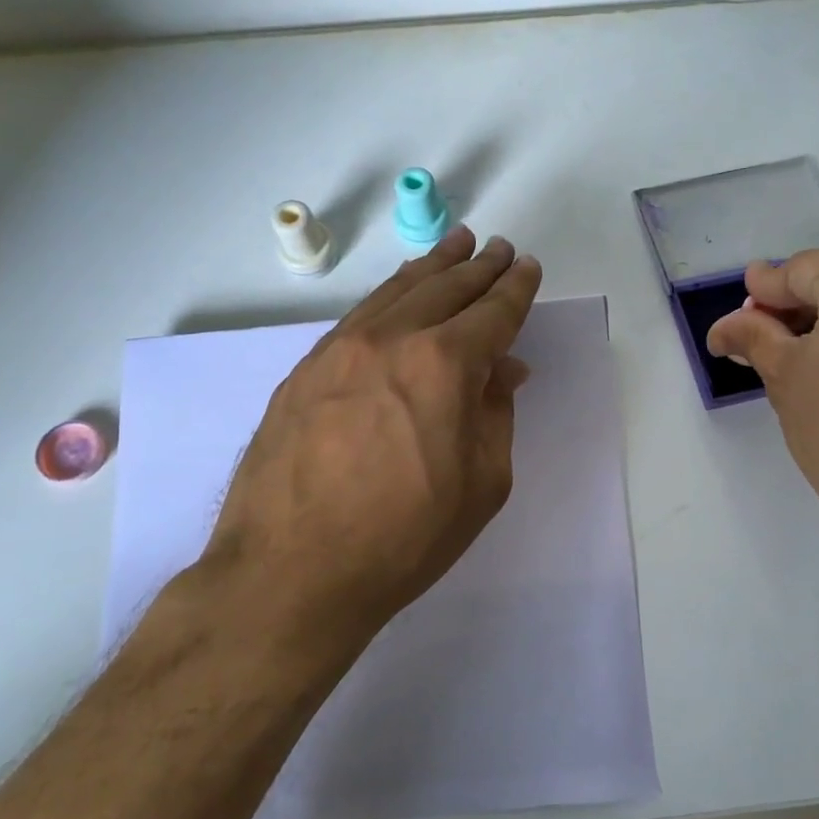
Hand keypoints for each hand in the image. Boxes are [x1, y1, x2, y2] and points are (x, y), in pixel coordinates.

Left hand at [197, 226, 542, 654]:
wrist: (291, 571)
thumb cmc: (404, 538)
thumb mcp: (480, 485)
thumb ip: (495, 416)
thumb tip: (501, 370)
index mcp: (444, 365)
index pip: (492, 313)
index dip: (515, 289)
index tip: (527, 268)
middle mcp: (392, 340)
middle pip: (445, 288)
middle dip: (478, 267)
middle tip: (498, 248)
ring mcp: (340, 349)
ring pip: (397, 292)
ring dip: (432, 268)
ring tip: (454, 248)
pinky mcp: (305, 369)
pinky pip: (358, 315)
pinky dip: (389, 295)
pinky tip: (398, 294)